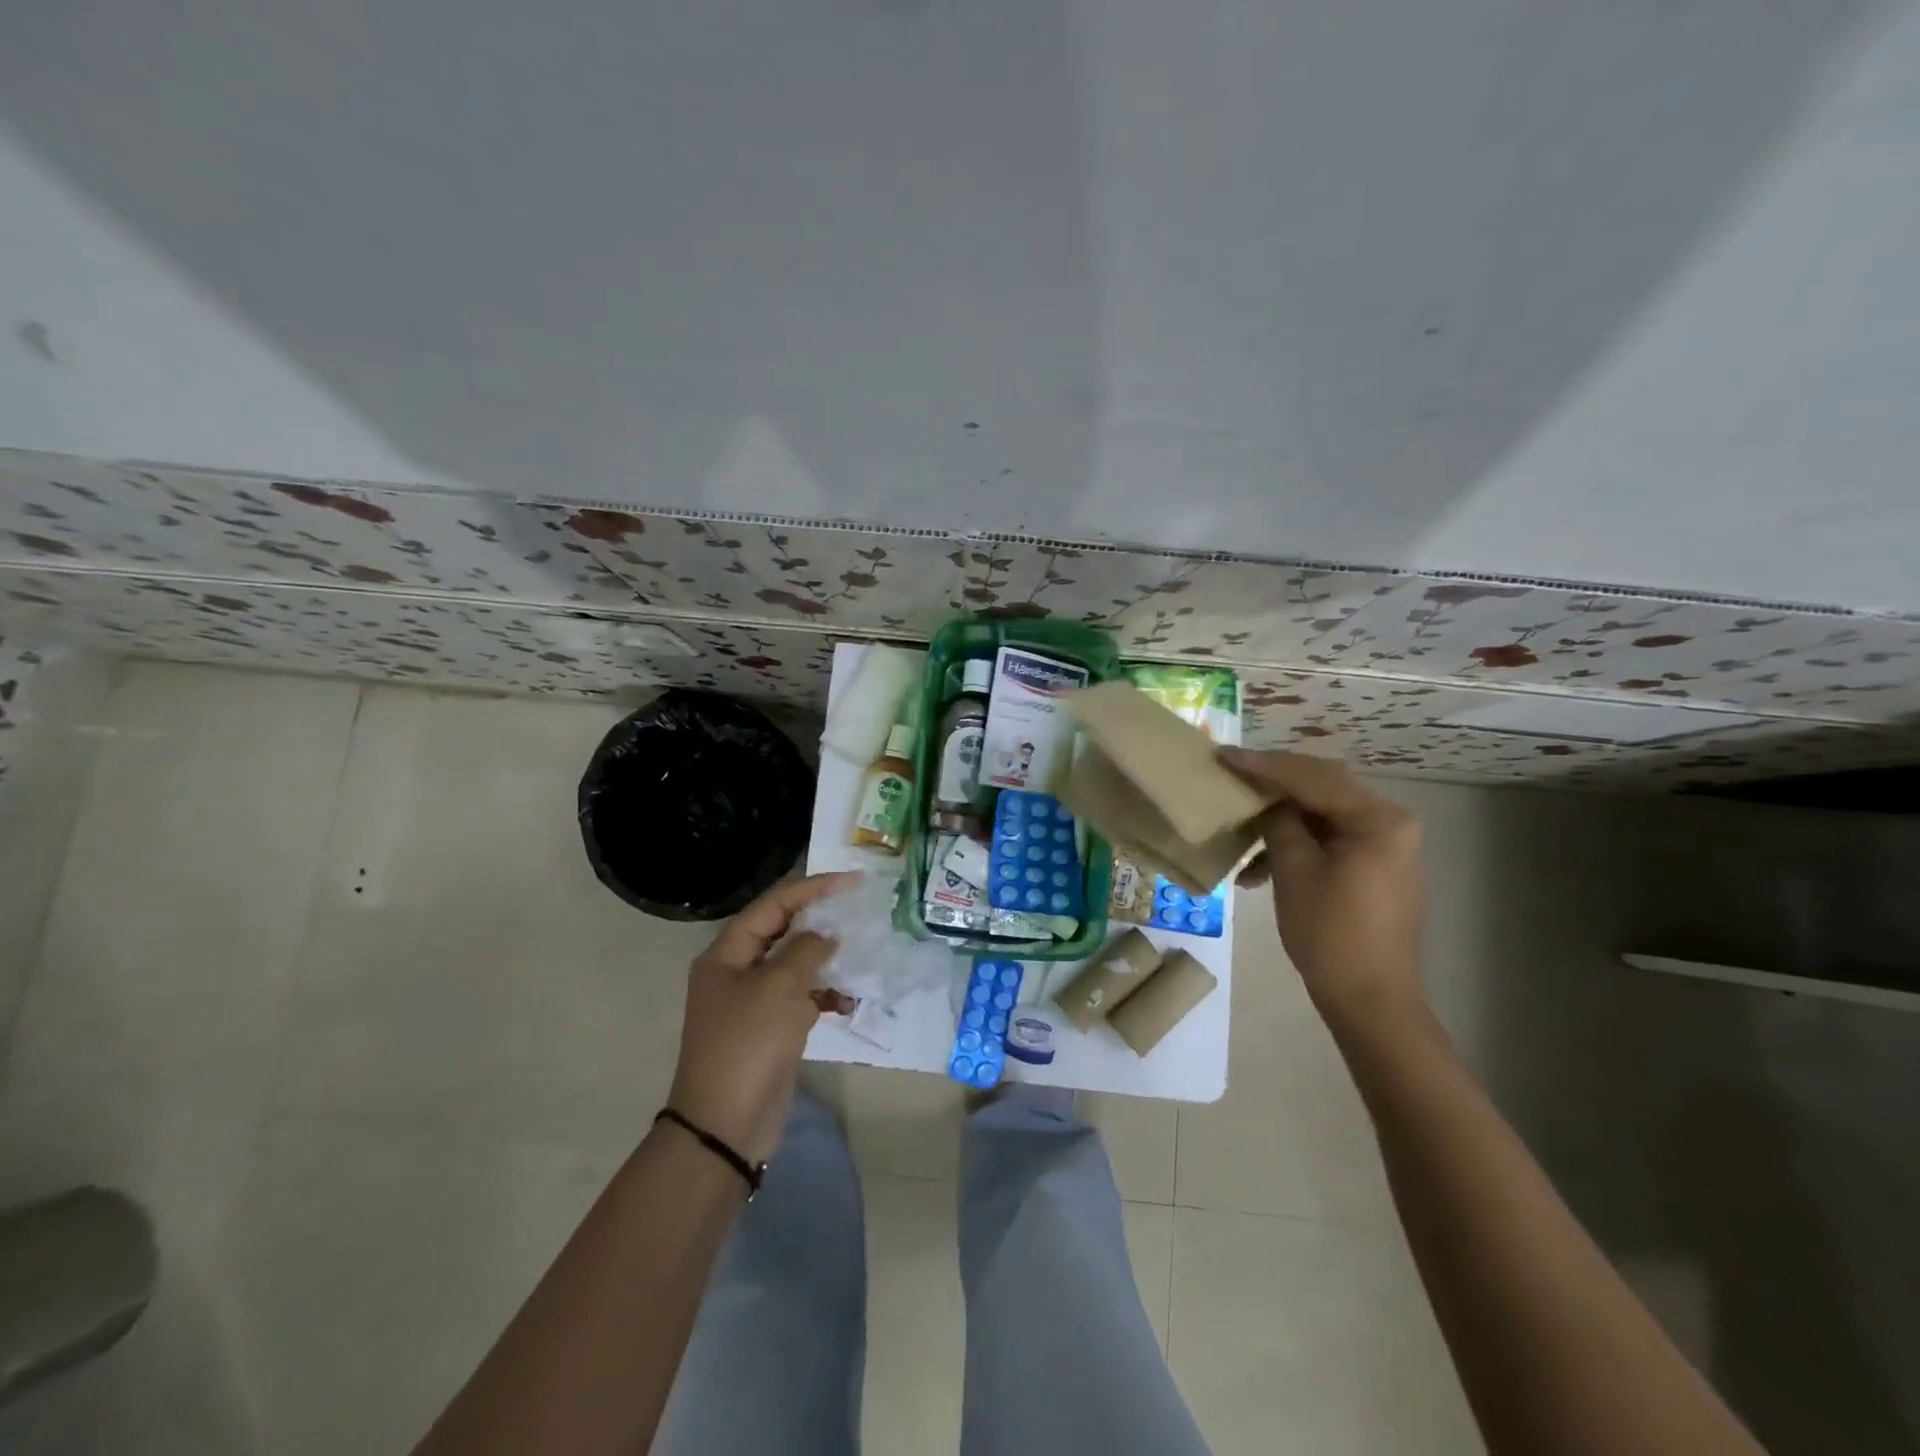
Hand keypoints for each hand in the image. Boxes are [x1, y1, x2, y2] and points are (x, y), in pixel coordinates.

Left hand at [667, 872, 856, 1164]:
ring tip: (861, 952)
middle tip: (859, 909)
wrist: (726, 1125)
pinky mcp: (770, 1029)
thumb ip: (807, 950)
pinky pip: (801, 998)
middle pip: (783, 931)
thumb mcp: (779, 987)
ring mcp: (753, 1002)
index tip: (851, 880)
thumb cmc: (748, 1044)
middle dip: (821, 920)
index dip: (812, 888)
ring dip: (827, 959)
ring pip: (795, 965)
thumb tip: (826, 937)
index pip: (773, 905)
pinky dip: (824, 995)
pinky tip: (849, 1000)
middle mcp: (737, 971)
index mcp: (727, 953)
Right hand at [1218, 749, 1426, 1024]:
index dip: (1263, 766)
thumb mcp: (1295, 871)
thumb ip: (1280, 823)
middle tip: (1230, 775)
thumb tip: (1267, 801)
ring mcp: (1386, 846)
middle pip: (1321, 788)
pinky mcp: (1375, 867)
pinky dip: (1294, 845)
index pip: (1312, 777)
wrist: (1371, 1001)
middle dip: (1272, 784)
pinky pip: (1329, 839)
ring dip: (1279, 819)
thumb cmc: (1331, 934)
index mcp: (1378, 819)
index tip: (1223, 755)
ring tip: (1239, 827)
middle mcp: (1390, 823)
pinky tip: (1257, 869)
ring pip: (1322, 814)